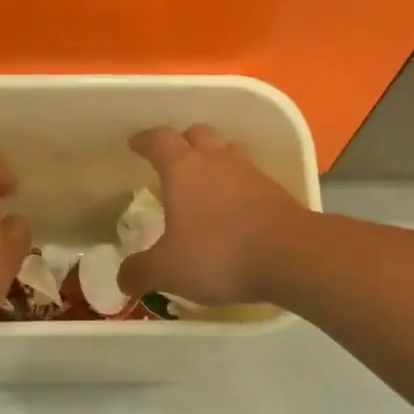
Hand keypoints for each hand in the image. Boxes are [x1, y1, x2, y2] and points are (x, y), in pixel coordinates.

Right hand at [118, 125, 309, 304]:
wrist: (292, 256)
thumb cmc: (218, 253)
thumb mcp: (167, 270)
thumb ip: (140, 272)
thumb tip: (122, 279)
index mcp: (183, 168)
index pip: (158, 140)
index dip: (144, 140)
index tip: (135, 144)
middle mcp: (216, 160)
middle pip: (197, 134)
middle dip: (182, 142)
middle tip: (172, 161)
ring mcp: (251, 173)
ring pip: (228, 152)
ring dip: (214, 160)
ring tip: (204, 182)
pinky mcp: (277, 192)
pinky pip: (250, 178)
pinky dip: (237, 186)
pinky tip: (234, 209)